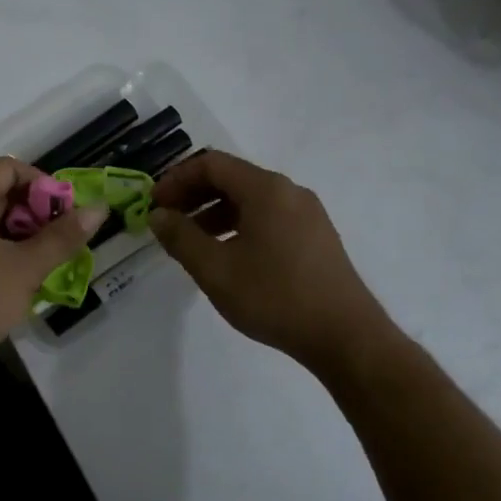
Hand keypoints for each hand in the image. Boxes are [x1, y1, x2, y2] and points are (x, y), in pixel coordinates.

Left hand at [0, 157, 105, 376]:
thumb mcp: (27, 266)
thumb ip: (63, 236)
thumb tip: (99, 209)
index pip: (10, 168)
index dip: (42, 185)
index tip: (65, 214)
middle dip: (33, 212)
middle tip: (58, 241)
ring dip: (17, 234)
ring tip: (43, 261)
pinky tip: (15, 277)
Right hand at [148, 150, 399, 374]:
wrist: (346, 336)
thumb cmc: (275, 297)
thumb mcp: (215, 269)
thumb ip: (180, 237)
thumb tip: (158, 215)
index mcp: (266, 189)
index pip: (211, 164)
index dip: (177, 179)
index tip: (155, 205)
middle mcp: (289, 191)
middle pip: (232, 178)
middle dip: (194, 195)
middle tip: (167, 221)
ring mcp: (307, 214)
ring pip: (250, 199)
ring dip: (214, 213)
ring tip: (191, 242)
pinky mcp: (316, 237)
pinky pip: (268, 217)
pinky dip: (239, 225)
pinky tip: (227, 255)